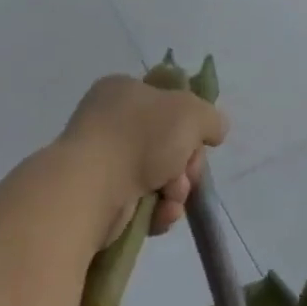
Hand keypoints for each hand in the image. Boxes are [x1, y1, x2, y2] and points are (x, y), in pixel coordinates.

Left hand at [55, 74, 228, 248]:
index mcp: (122, 91)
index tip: (199, 140)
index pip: (167, 102)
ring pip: (159, 177)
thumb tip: (214, 131)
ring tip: (170, 197)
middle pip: (168, 144)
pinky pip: (143, 203)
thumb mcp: (190, 112)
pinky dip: (158, 211)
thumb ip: (210, 117)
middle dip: (185, 164)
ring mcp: (103, 161)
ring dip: (175, 190)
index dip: (189, 123)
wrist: (92, 187)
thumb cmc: (139, 137)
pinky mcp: (101, 198)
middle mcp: (109, 122)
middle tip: (185, 173)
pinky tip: (159, 215)